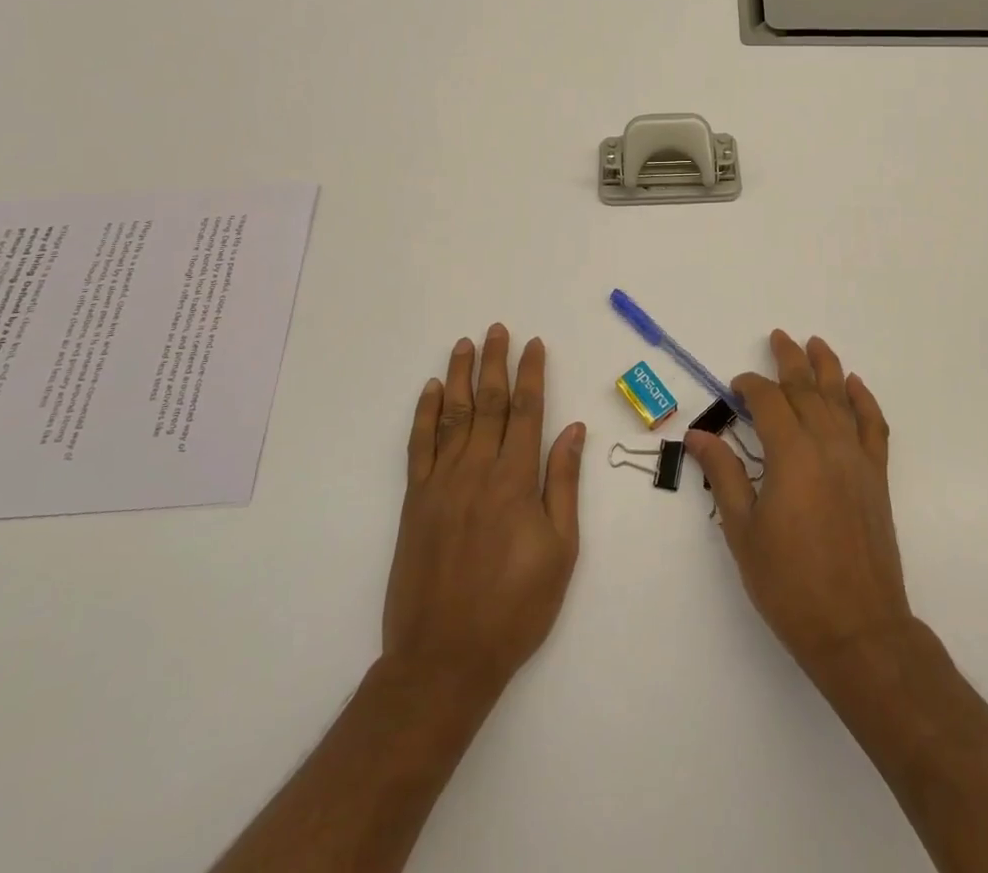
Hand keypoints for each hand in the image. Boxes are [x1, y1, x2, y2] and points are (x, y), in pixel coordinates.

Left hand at [381, 325, 585, 697]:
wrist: (444, 658)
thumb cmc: (515, 607)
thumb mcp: (560, 550)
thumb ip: (563, 484)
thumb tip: (574, 430)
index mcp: (515, 480)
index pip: (526, 411)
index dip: (531, 374)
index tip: (534, 344)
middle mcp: (477, 470)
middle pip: (487, 402)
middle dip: (494, 362)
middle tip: (497, 329)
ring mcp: (441, 483)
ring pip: (452, 415)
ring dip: (459, 375)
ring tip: (465, 344)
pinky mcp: (414, 502)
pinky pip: (419, 446)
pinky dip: (424, 414)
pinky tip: (430, 390)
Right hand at [685, 330, 911, 680]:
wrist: (858, 629)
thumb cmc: (790, 584)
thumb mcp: (743, 530)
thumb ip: (723, 475)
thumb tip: (698, 435)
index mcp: (791, 455)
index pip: (769, 401)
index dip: (751, 386)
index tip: (735, 386)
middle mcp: (827, 445)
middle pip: (807, 389)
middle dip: (790, 360)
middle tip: (778, 337)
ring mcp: (857, 459)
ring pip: (841, 399)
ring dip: (828, 367)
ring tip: (816, 343)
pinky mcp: (876, 477)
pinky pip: (873, 426)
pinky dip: (865, 401)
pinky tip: (855, 386)